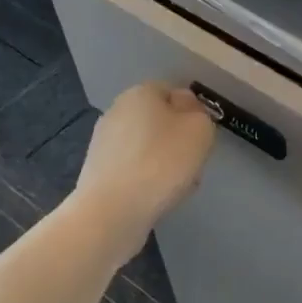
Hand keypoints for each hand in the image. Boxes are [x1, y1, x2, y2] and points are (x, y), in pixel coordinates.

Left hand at [74, 83, 215, 263]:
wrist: (113, 211)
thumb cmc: (162, 162)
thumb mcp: (200, 129)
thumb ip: (199, 114)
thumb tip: (186, 110)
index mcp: (140, 92)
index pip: (172, 92)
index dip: (192, 112)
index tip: (202, 137)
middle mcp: (117, 111)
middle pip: (159, 121)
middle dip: (178, 140)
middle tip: (193, 162)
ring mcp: (103, 143)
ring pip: (148, 147)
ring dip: (165, 162)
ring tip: (178, 186)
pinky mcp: (99, 172)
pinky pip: (134, 169)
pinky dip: (148, 180)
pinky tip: (158, 198)